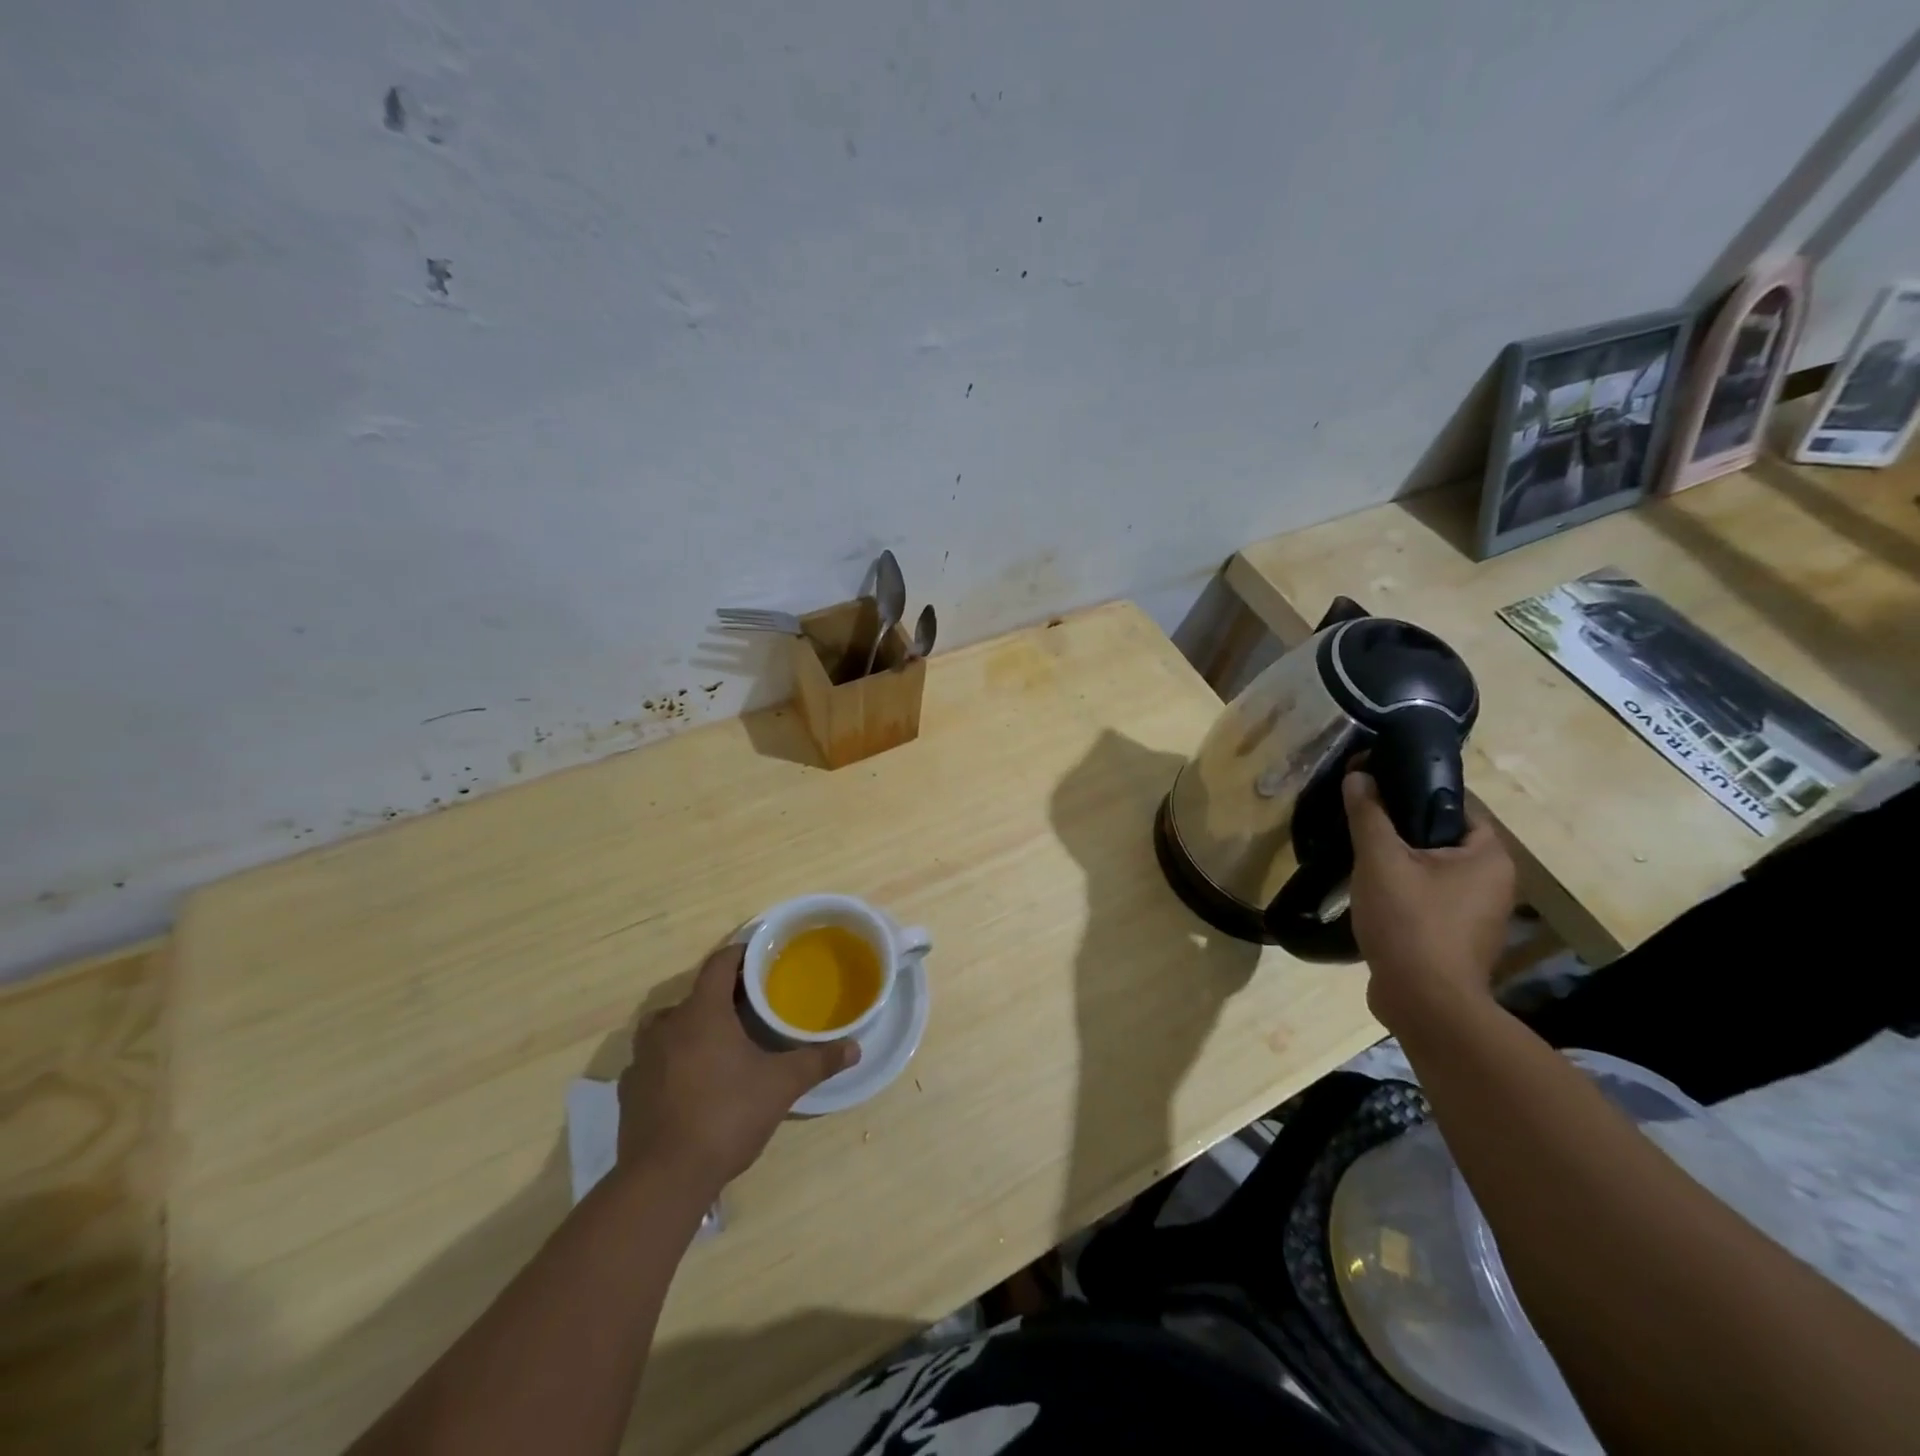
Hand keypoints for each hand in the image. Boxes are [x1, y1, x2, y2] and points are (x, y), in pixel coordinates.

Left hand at [617, 944, 858, 1192]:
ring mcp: (642, 1059)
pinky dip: (672, 1060)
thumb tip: (855, 1048)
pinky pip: (654, 1060)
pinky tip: (692, 1083)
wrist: (664, 1179)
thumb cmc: (726, 1116)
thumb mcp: (781, 1086)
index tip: (760, 958)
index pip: (719, 964)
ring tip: (720, 1044)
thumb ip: (817, 1062)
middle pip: (695, 995)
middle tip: (750, 1008)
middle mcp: (667, 1025)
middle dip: (721, 997)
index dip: (740, 954)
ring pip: (669, 1026)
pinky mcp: (630, 1091)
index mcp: (702, 1012)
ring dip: (692, 1027)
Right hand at [1344, 769, 1515, 1031]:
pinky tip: (1370, 892)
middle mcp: (1494, 882)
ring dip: (1399, 861)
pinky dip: (1402, 890)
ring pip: (1432, 870)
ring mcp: (1477, 913)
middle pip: (1441, 837)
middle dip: (1401, 829)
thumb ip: (1369, 814)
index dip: (1415, 791)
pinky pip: (1428, 897)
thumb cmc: (1410, 922)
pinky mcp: (1456, 937)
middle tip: (1360, 821)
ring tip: (1359, 854)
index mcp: (1489, 856)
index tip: (1375, 788)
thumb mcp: (1380, 860)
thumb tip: (1358, 774)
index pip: (1456, 804)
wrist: (1424, 1003)